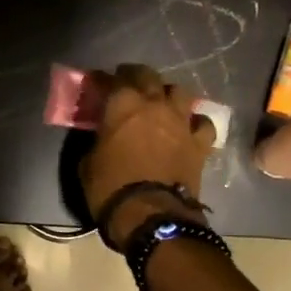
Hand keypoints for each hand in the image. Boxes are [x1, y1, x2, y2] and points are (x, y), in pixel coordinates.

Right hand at [79, 63, 214, 246]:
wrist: (151, 215)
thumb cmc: (111, 188)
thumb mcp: (88, 162)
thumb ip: (98, 139)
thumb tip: (103, 135)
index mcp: (122, 104)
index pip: (110, 80)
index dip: (102, 80)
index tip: (96, 84)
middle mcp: (154, 104)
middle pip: (147, 75)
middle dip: (136, 76)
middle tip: (128, 85)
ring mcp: (181, 121)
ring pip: (179, 91)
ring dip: (168, 94)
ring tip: (161, 103)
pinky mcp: (200, 142)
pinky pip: (202, 123)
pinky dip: (195, 123)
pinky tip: (189, 128)